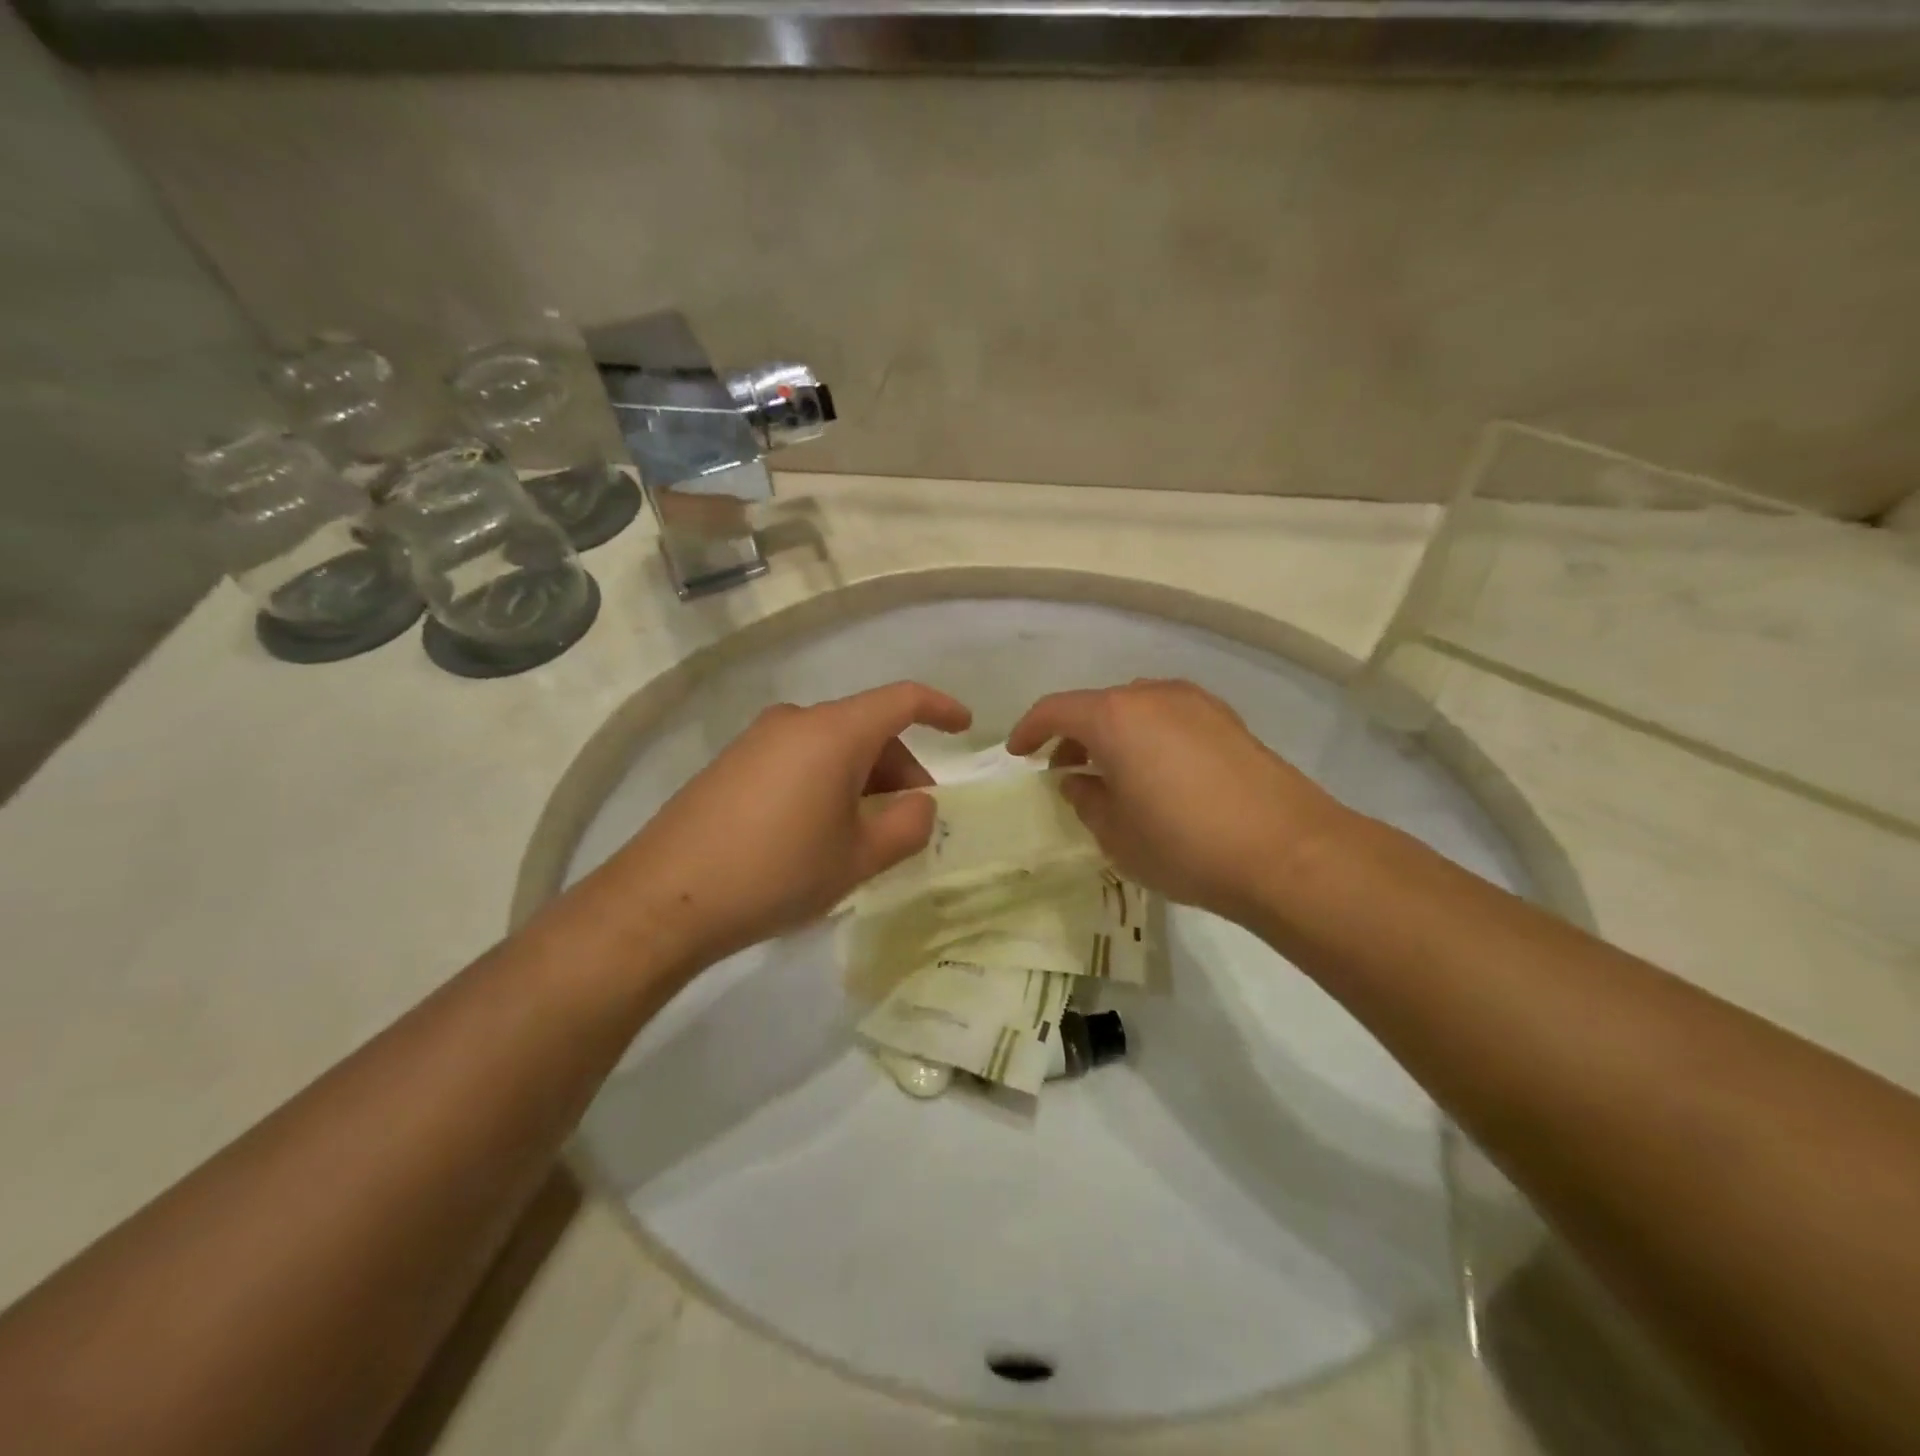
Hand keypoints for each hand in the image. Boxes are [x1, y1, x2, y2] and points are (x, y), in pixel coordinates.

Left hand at [613, 681, 971, 971]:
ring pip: (833, 747)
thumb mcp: (858, 858)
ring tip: (864, 837)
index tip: (965, 727)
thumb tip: (922, 805)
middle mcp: (796, 721)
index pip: (902, 699)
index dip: (940, 708)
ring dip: (863, 781)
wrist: (665, 900)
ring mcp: (758, 741)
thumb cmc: (776, 872)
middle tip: (911, 821)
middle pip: (867, 729)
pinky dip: (827, 784)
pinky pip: (799, 760)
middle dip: (900, 769)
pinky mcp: (732, 765)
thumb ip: (908, 826)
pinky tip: (819, 833)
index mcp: (834, 732)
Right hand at [1006, 679, 1350, 921]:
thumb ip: (1085, 799)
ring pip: (1137, 709)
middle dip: (1073, 734)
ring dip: (1113, 735)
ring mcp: (1196, 704)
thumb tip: (1078, 780)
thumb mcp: (1115, 834)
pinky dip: (1149, 737)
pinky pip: (1170, 718)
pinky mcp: (1228, 721)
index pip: (1055, 710)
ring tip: (1111, 774)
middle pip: (1098, 705)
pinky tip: (1157, 774)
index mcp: (1115, 716)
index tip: (1018, 754)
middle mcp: (1153, 696)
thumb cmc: (1184, 844)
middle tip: (1065, 771)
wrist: (1288, 852)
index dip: (1029, 730)